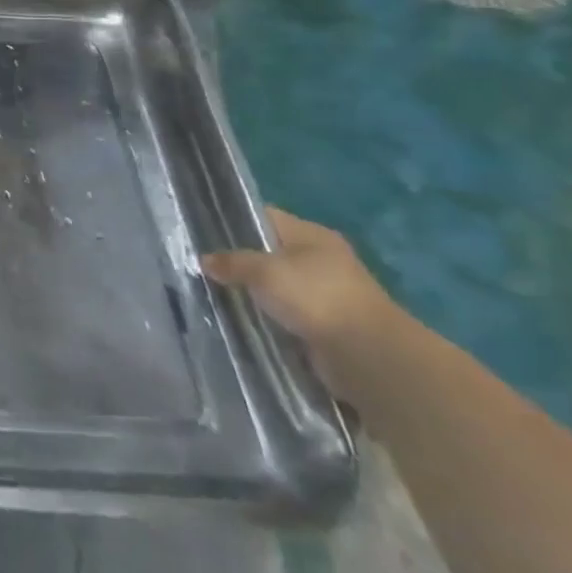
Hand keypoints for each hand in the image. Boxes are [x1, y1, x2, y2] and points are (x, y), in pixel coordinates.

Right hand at [202, 206, 401, 398]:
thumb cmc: (316, 297)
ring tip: (216, 292)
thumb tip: (204, 260)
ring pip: (277, 285)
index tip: (203, 231)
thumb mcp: (264, 271)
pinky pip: (286, 313)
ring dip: (254, 291)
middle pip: (269, 252)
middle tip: (204, 265)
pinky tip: (243, 317)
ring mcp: (326, 293)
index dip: (234, 220)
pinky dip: (268, 315)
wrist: (368, 355)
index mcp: (311, 235)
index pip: (264, 217)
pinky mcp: (326, 324)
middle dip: (240, 260)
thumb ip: (232, 262)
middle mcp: (320, 259)